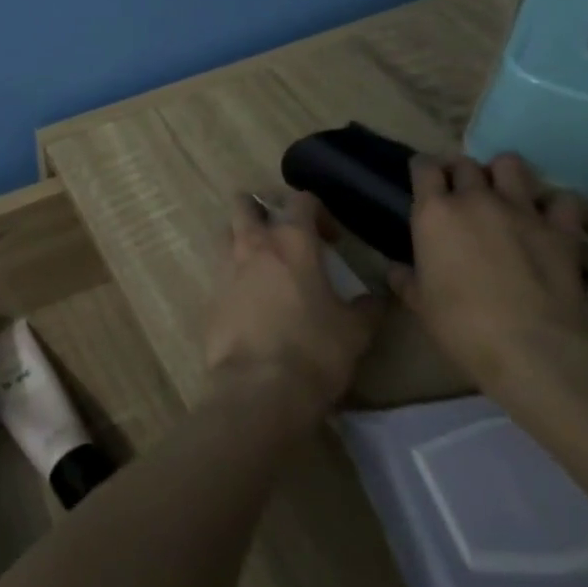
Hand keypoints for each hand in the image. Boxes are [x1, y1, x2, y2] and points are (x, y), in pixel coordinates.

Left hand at [206, 191, 385, 429]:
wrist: (258, 387)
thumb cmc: (314, 351)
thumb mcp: (355, 331)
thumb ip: (367, 307)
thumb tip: (377, 298)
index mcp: (291, 241)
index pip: (300, 199)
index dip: (318, 211)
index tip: (332, 240)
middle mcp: (252, 243)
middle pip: (245, 203)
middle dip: (263, 209)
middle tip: (285, 237)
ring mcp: (225, 266)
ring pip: (227, 232)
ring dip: (243, 238)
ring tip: (266, 265)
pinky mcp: (210, 293)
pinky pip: (220, 270)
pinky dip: (235, 274)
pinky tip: (253, 300)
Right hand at [390, 153, 587, 397]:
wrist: (531, 347)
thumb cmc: (460, 324)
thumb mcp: (420, 303)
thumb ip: (406, 279)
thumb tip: (395, 270)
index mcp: (433, 212)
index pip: (424, 167)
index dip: (423, 169)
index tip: (424, 180)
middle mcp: (475, 199)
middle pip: (465, 163)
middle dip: (461, 171)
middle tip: (461, 191)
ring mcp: (521, 211)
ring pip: (511, 165)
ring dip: (504, 174)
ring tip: (503, 193)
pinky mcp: (561, 230)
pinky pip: (561, 200)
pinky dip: (554, 204)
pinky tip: (549, 218)